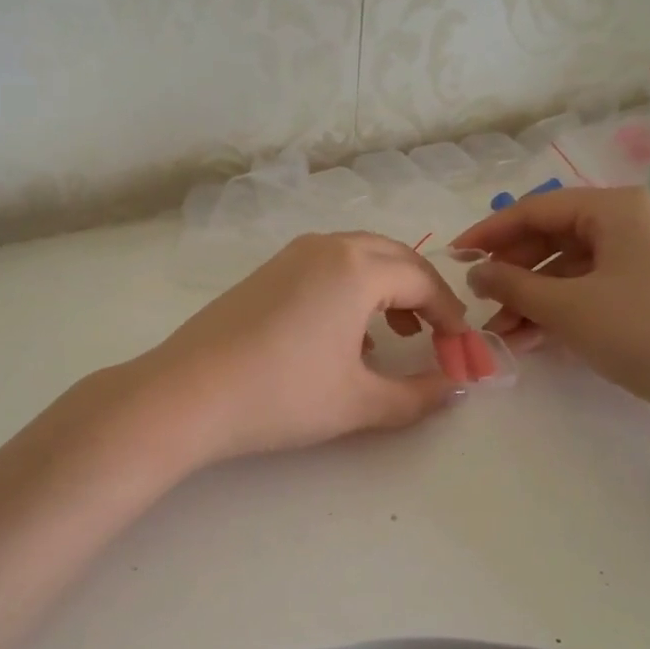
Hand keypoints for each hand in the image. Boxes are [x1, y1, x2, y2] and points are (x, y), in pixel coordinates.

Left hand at [138, 232, 470, 464]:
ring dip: (387, 288)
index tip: (462, 351)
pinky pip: (327, 267)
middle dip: (423, 294)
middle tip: (435, 336)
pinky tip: (344, 335)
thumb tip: (456, 388)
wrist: (187, 393)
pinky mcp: (266, 271)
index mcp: (357, 267)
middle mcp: (327, 247)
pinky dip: (351, 289)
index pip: (423, 281)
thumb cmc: (282, 395)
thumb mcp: (359, 401)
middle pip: (394, 258)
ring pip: (358, 257)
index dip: (451, 317)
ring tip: (395, 334)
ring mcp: (291, 255)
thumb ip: (418, 395)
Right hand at [453, 187, 649, 420]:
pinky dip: (562, 308)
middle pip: (553, 237)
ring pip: (571, 267)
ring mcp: (645, 255)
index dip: (490, 232)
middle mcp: (631, 221)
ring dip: (533, 296)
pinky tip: (535, 337)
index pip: (536, 209)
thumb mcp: (567, 307)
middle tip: (480, 302)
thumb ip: (512, 283)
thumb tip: (476, 272)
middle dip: (512, 272)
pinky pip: (593, 287)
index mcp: (614, 208)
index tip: (455, 258)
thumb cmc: (643, 331)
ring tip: (502, 332)